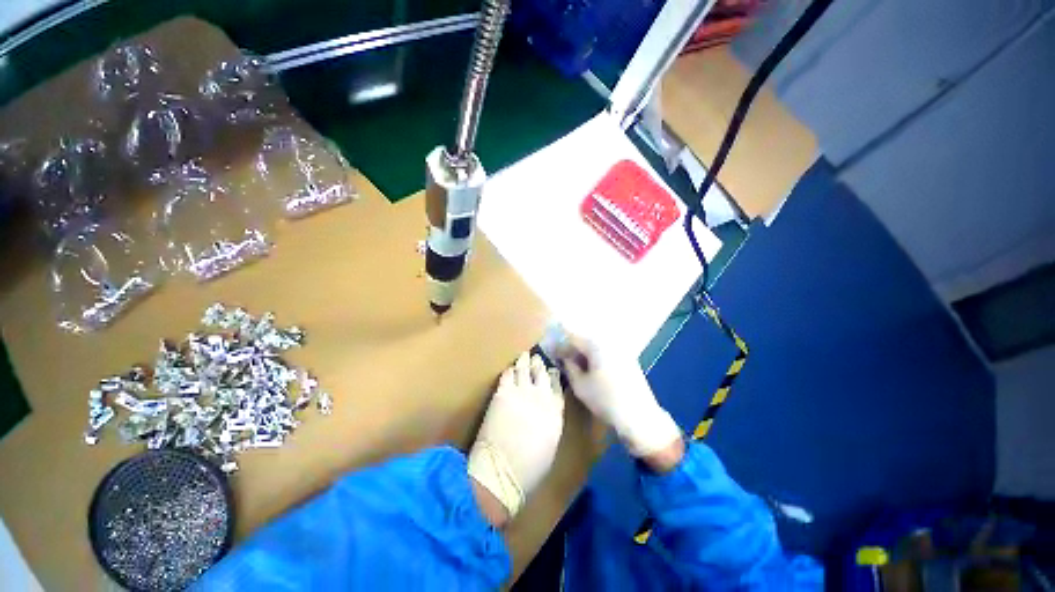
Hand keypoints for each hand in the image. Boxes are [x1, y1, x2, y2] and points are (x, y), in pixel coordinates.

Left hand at [468, 353, 564, 522]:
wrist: (503, 471)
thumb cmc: (531, 466)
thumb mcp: (551, 442)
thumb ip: (551, 419)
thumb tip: (547, 410)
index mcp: (555, 410)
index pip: (557, 384)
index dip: (553, 374)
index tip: (551, 369)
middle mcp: (541, 395)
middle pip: (541, 372)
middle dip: (539, 363)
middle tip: (536, 357)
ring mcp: (521, 391)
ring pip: (525, 368)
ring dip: (524, 361)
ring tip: (524, 356)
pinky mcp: (503, 392)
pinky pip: (507, 374)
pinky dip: (509, 370)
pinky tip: (509, 369)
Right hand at [555, 337, 682, 459]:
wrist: (640, 417)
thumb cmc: (605, 400)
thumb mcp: (580, 385)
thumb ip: (569, 367)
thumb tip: (564, 357)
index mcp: (596, 345)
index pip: (572, 337)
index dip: (559, 344)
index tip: (551, 351)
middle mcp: (610, 342)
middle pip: (585, 340)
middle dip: (572, 348)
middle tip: (561, 359)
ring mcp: (621, 350)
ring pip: (596, 347)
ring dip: (584, 353)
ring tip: (575, 365)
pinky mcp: (629, 360)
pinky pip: (607, 353)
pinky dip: (596, 358)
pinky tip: (591, 370)